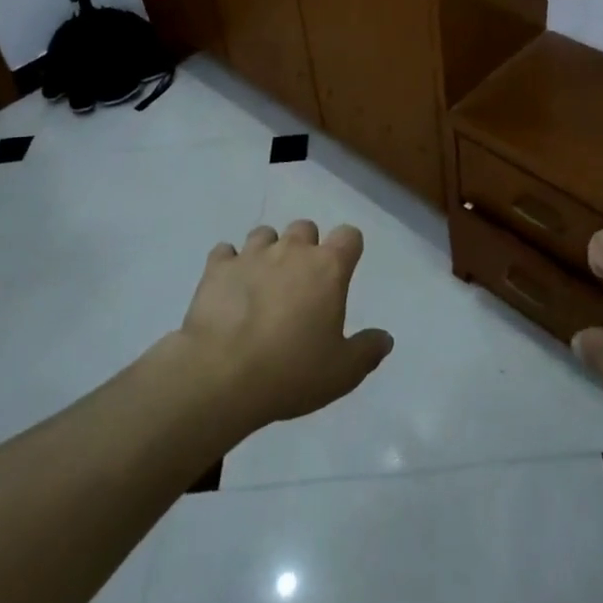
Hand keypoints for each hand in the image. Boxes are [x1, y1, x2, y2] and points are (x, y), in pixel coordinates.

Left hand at [174, 219, 392, 428]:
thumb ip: (367, 351)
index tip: (343, 271)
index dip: (348, 249)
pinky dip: (229, 264)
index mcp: (327, 268)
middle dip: (306, 247)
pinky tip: (229, 287)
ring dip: (268, 251)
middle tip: (301, 282)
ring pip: (265, 233)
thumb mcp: (342, 372)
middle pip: (305, 227)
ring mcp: (252, 254)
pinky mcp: (217, 268)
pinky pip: (224, 252)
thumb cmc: (291, 371)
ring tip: (263, 282)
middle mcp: (292, 250)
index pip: (349, 235)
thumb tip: (385, 338)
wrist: (222, 375)